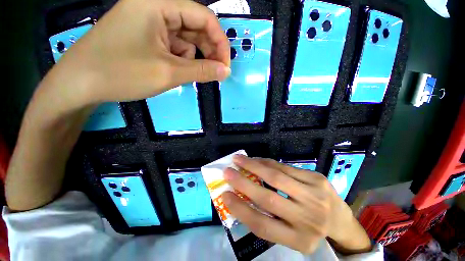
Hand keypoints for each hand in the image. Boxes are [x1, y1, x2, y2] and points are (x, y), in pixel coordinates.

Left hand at [42, 0, 229, 109]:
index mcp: (158, 3)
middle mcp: (154, 6)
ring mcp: (149, 21)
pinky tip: (175, 71)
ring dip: (194, 57)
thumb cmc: (121, 73)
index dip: (220, 42)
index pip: (203, 16)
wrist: (79, 83)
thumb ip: (202, 71)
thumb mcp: (168, 73)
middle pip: (195, 26)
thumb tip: (226, 72)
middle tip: (215, 73)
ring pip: (185, 38)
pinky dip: (181, 59)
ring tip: (191, 74)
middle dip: (208, 51)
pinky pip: (173, 45)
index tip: (225, 66)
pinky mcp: (145, 35)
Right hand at [222, 155, 370, 253]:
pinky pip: (285, 167)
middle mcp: (307, 220)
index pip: (262, 226)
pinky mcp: (316, 178)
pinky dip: (267, 162)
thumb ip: (267, 217)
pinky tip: (257, 159)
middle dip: (243, 183)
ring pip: (276, 177)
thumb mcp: (290, 232)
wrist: (341, 220)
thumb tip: (241, 196)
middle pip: (268, 198)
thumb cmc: (309, 228)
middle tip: (227, 172)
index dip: (240, 210)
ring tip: (239, 159)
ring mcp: (314, 196)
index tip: (224, 196)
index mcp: (298, 240)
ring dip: (253, 165)